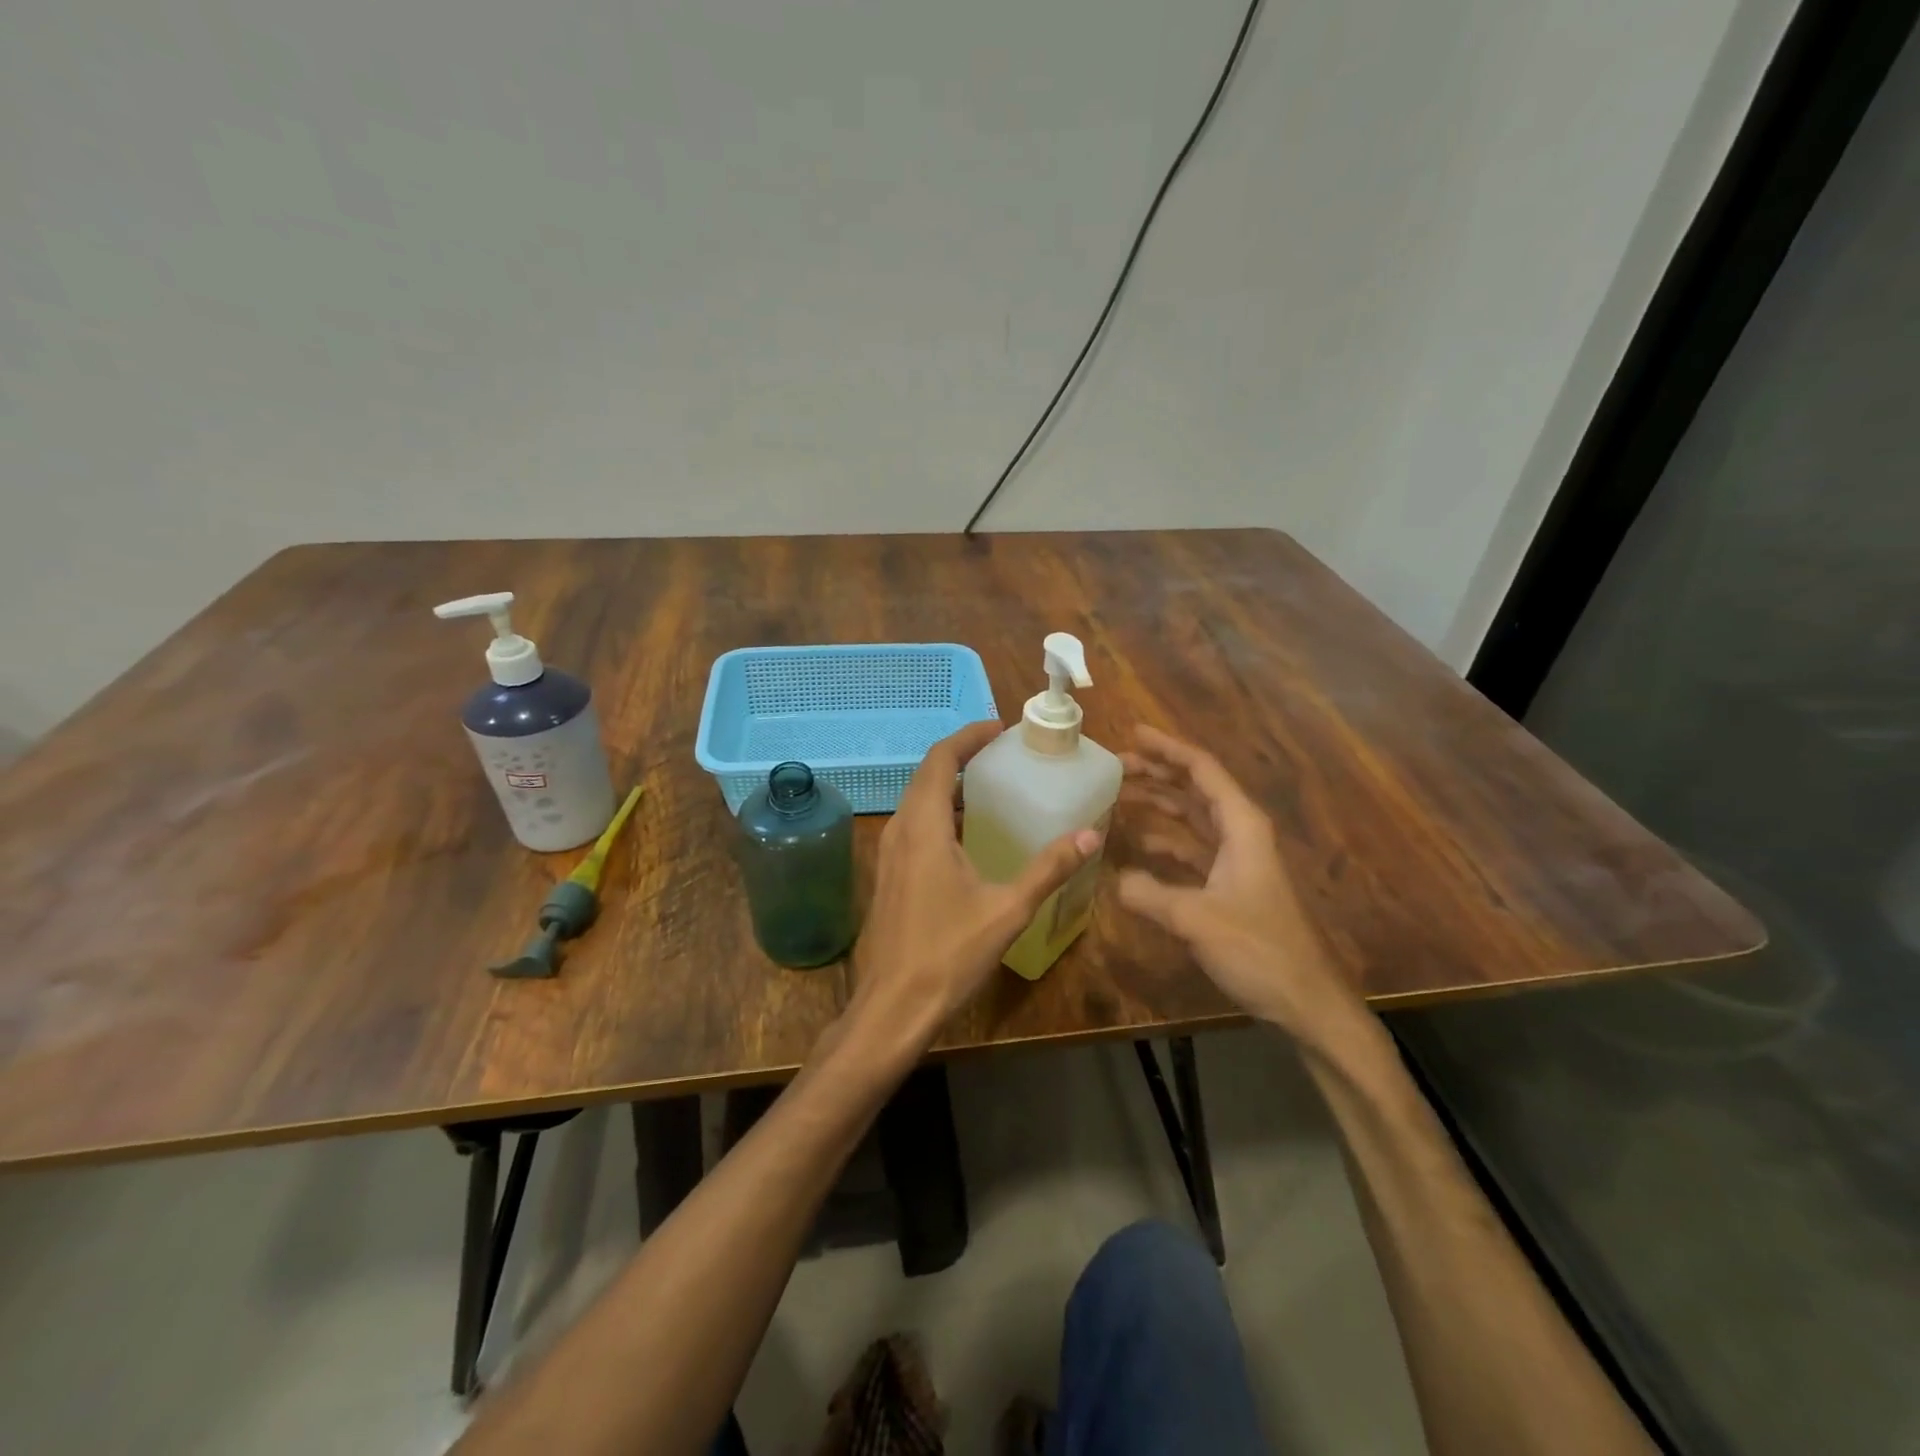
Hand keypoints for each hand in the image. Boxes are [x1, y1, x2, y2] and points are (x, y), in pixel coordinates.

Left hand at [848, 720, 1100, 1049]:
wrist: (892, 1006)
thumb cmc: (948, 954)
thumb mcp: (1007, 910)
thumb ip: (1048, 869)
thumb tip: (1090, 836)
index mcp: (924, 827)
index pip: (941, 759)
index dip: (969, 737)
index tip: (1001, 729)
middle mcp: (900, 830)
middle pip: (928, 774)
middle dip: (963, 755)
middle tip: (1004, 753)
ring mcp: (889, 853)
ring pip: (918, 800)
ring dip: (950, 784)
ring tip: (992, 785)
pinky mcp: (890, 874)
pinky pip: (914, 825)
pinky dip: (941, 812)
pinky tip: (970, 834)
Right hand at [1117, 726, 1361, 1041]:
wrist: (1305, 1001)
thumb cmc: (1258, 950)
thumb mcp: (1195, 919)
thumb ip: (1148, 893)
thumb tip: (1112, 879)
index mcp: (1242, 826)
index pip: (1202, 770)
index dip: (1167, 749)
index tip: (1132, 734)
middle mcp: (1240, 833)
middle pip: (1195, 789)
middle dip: (1157, 773)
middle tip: (1115, 765)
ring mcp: (1236, 859)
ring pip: (1192, 818)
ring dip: (1158, 804)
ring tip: (1118, 796)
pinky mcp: (1229, 885)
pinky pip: (1191, 849)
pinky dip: (1165, 841)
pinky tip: (1138, 845)